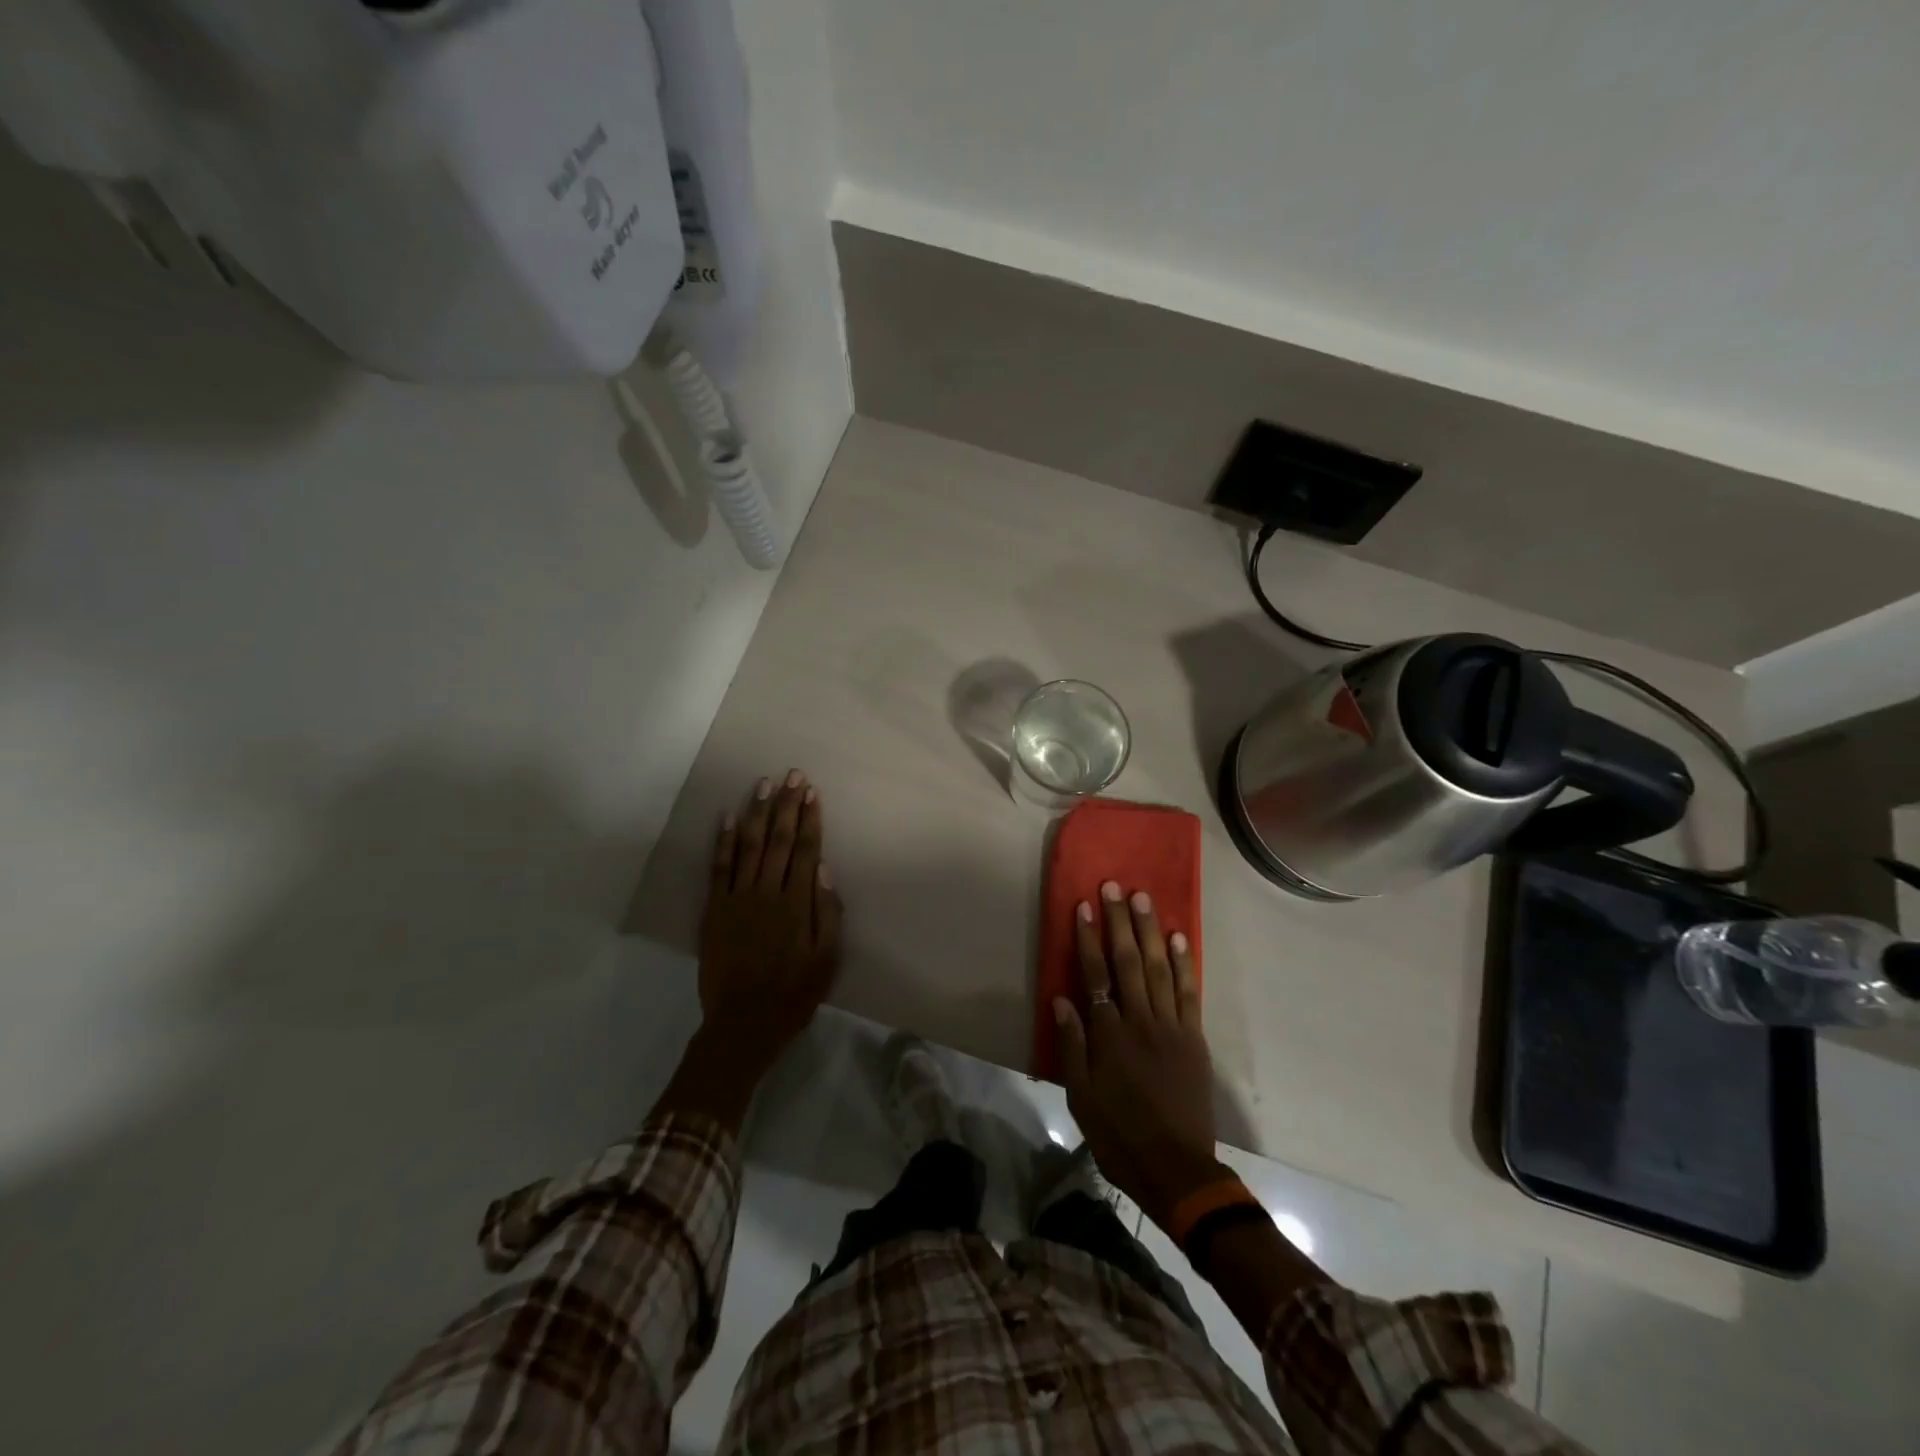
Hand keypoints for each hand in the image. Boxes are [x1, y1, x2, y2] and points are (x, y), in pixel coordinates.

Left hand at [698, 771, 843, 1075]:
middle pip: (780, 840)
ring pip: (750, 845)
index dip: (810, 819)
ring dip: (758, 812)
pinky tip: (728, 817)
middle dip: (787, 805)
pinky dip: (724, 841)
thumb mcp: (827, 960)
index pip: (806, 850)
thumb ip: (828, 913)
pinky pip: (719, 868)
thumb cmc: (793, 993)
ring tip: (764, 784)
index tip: (812, 792)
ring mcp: (737, 898)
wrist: (742, 1023)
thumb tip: (824, 870)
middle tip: (792, 775)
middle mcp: (767, 892)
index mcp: (797, 904)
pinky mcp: (714, 909)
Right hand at [1053, 882, 1222, 1230]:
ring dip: (1151, 931)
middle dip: (1120, 922)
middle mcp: (1141, 1022)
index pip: (1096, 975)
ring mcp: (1172, 1028)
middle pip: (1129, 962)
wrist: (1177, 1170)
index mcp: (1109, 1036)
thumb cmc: (1119, 1136)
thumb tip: (1061, 999)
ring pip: (1160, 969)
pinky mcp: (1194, 1039)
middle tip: (1115, 887)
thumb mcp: (1080, 1097)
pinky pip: (1190, 994)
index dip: (1089, 939)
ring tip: (1144, 899)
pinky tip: (1180, 938)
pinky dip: (1186, 964)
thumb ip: (1071, 1045)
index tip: (1085, 906)